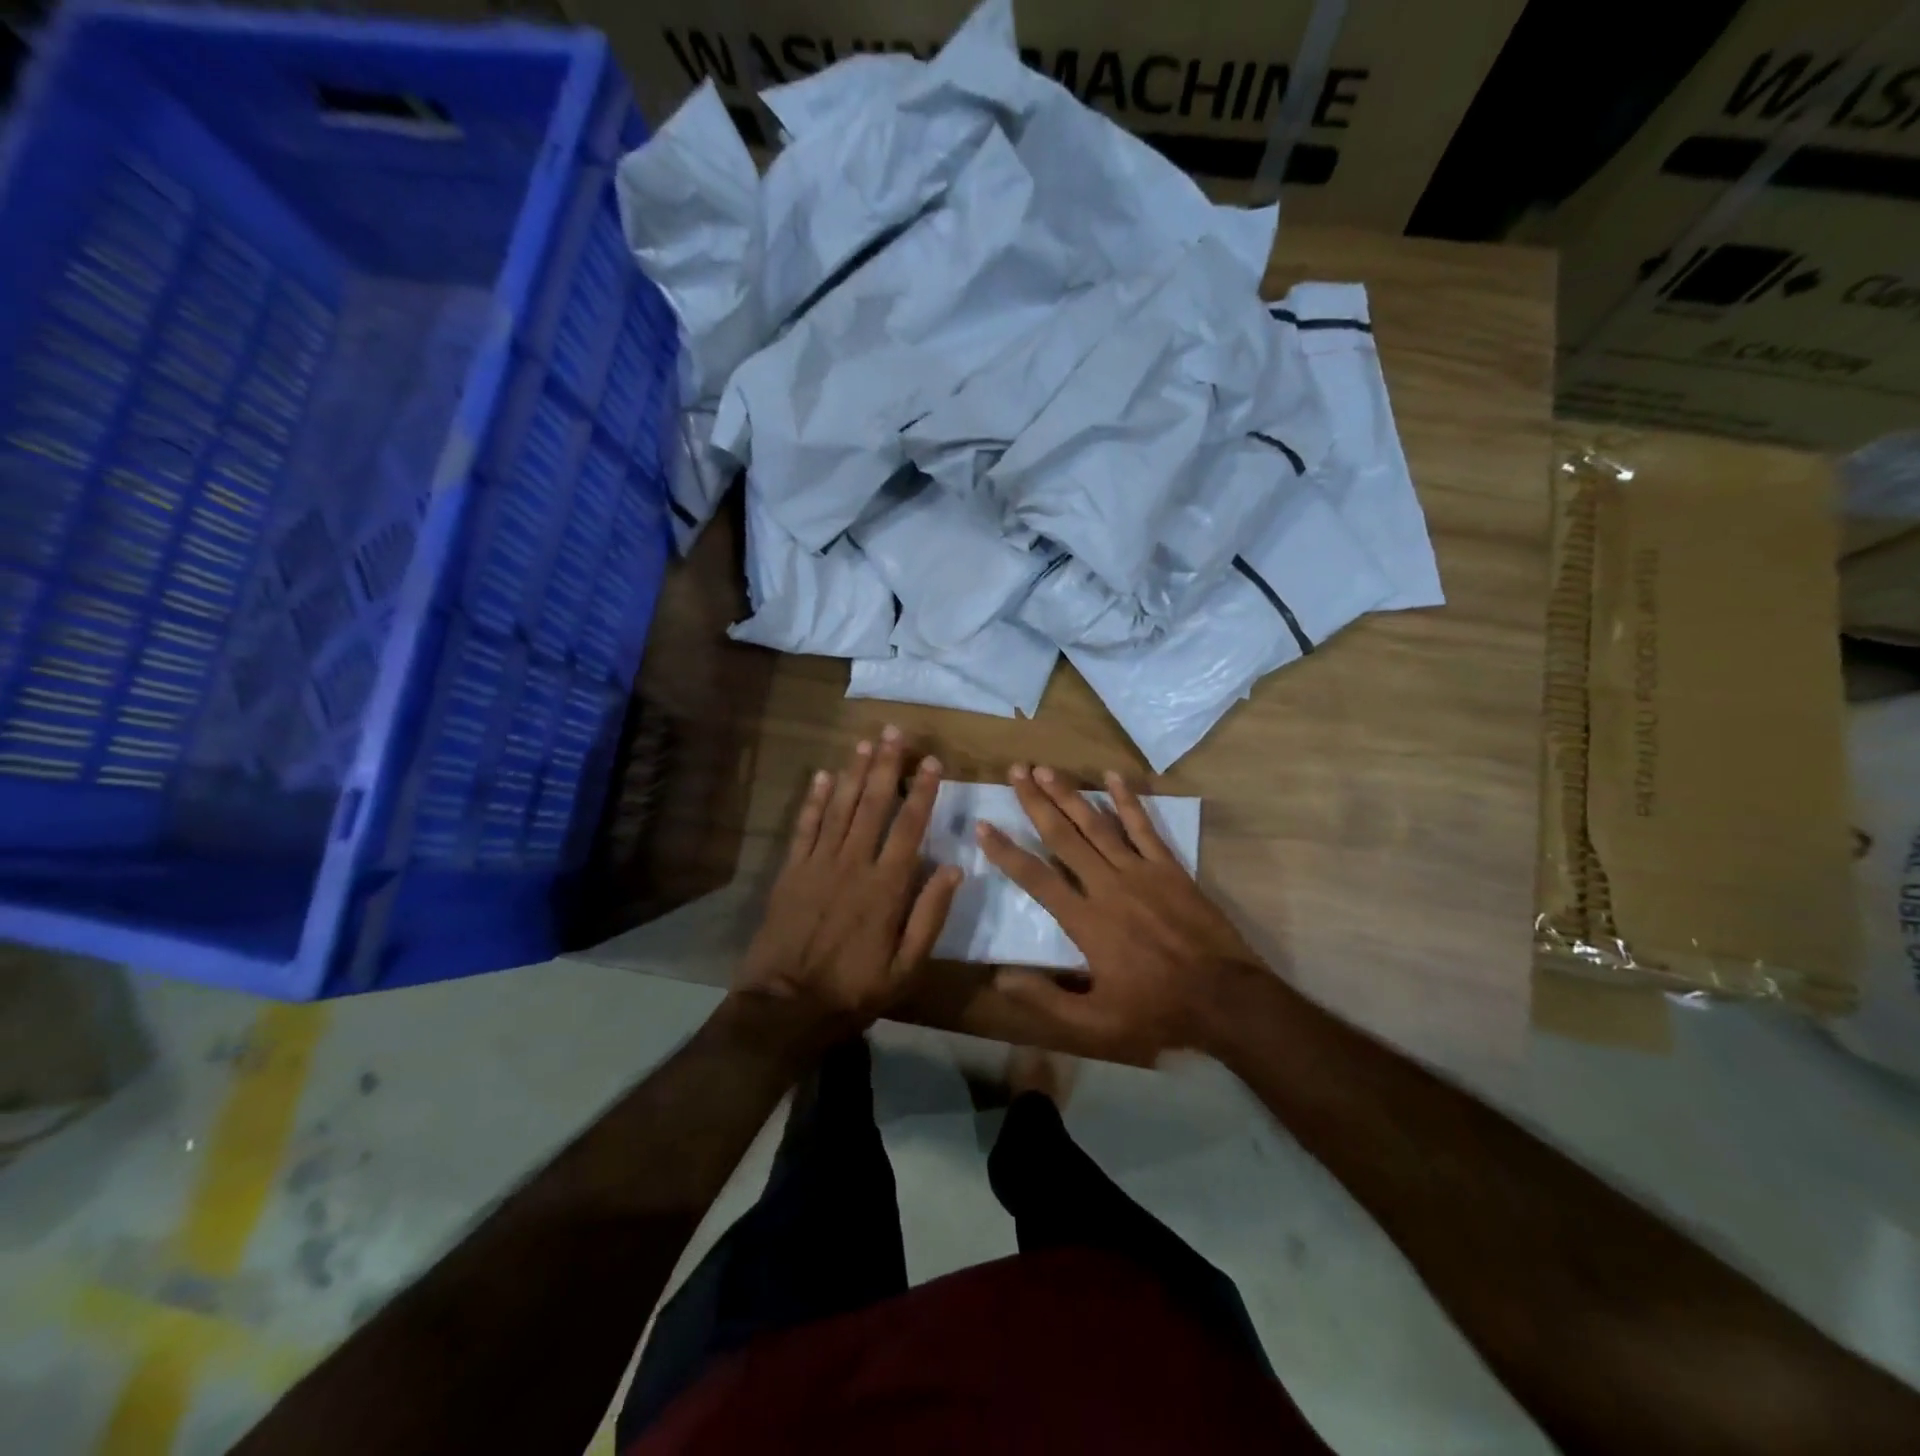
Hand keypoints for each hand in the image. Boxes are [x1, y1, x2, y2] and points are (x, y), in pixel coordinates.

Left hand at [737, 728, 961, 1041]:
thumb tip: (955, 868)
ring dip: (854, 773)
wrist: (786, 1006)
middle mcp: (854, 864)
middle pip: (873, 805)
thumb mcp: (906, 966)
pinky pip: (805, 827)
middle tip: (895, 732)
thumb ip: (930, 916)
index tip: (931, 761)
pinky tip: (824, 776)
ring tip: (866, 743)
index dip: (922, 791)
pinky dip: (814, 800)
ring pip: (840, 808)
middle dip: (886, 766)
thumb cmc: (854, 989)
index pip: (909, 827)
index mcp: (887, 886)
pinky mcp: (791, 872)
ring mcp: (818, 864)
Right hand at [976, 765, 1272, 1059]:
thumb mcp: (1096, 1024)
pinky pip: (1144, 827)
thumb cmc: (1156, 1010)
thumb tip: (1001, 978)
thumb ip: (1047, 1000)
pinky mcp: (1169, 868)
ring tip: (1046, 769)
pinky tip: (1113, 776)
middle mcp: (1108, 886)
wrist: (1225, 998)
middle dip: (1036, 802)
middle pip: (1063, 836)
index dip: (1006, 852)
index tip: (984, 826)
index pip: (1036, 878)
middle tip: (1015, 772)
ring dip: (1070, 794)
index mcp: (1086, 921)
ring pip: (1097, 824)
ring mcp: (1141, 872)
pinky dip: (1127, 800)